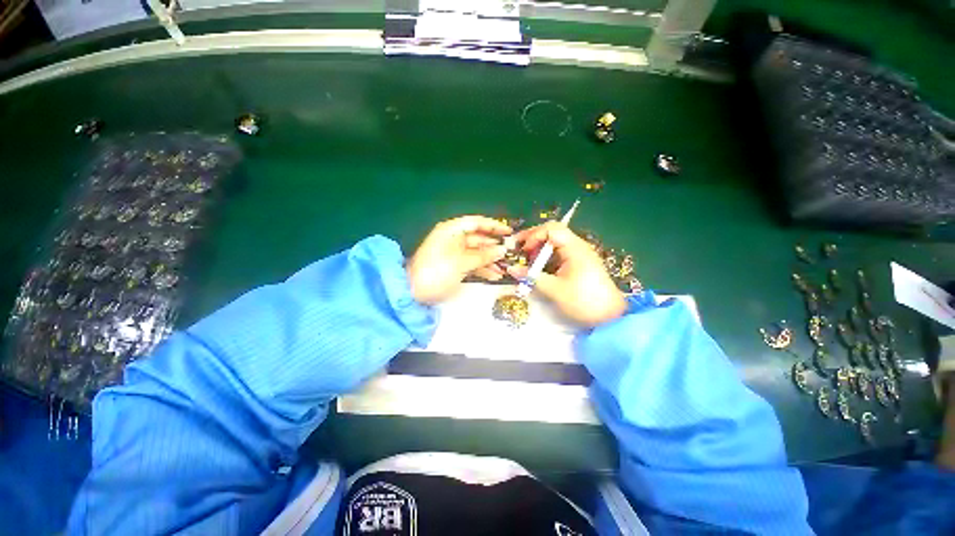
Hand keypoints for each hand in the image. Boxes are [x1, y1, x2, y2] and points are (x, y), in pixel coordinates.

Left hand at [407, 216, 511, 304]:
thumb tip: (502, 250)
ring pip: (477, 253)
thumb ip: (483, 256)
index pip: (476, 222)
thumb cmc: (437, 271)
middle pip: (478, 239)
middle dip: (494, 247)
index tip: (509, 232)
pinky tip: (495, 276)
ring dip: (491, 260)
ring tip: (506, 268)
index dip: (493, 226)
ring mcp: (454, 253)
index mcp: (451, 231)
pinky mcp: (454, 266)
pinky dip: (482, 269)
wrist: (412, 292)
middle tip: (511, 253)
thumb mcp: (461, 263)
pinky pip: (472, 264)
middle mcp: (453, 239)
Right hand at [508, 222, 626, 325]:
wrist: (610, 317)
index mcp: (574, 248)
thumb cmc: (583, 301)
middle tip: (519, 251)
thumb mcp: (554, 290)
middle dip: (534, 240)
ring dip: (539, 249)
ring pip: (555, 243)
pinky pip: (560, 253)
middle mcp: (578, 246)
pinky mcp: (579, 263)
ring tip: (528, 261)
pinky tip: (539, 267)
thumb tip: (511, 269)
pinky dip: (547, 257)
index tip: (523, 250)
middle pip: (552, 232)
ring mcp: (580, 254)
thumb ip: (531, 277)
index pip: (551, 229)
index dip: (534, 236)